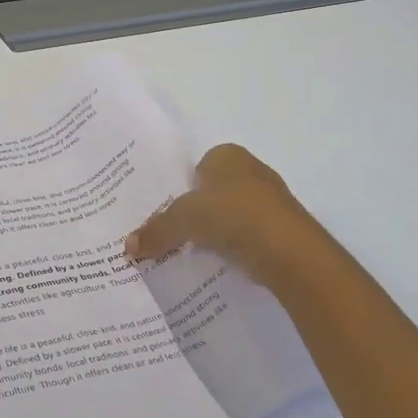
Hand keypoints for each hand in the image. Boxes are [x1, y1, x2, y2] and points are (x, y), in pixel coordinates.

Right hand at [124, 144, 333, 295]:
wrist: (290, 250)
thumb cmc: (233, 214)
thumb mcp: (183, 220)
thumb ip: (156, 230)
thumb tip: (127, 246)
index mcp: (227, 155)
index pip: (196, 167)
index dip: (181, 190)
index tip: (166, 214)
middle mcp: (251, 169)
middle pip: (214, 191)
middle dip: (198, 211)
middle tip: (174, 234)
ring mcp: (271, 199)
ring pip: (233, 214)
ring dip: (218, 231)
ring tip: (194, 253)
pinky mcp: (283, 228)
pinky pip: (250, 235)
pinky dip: (237, 246)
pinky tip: (223, 263)